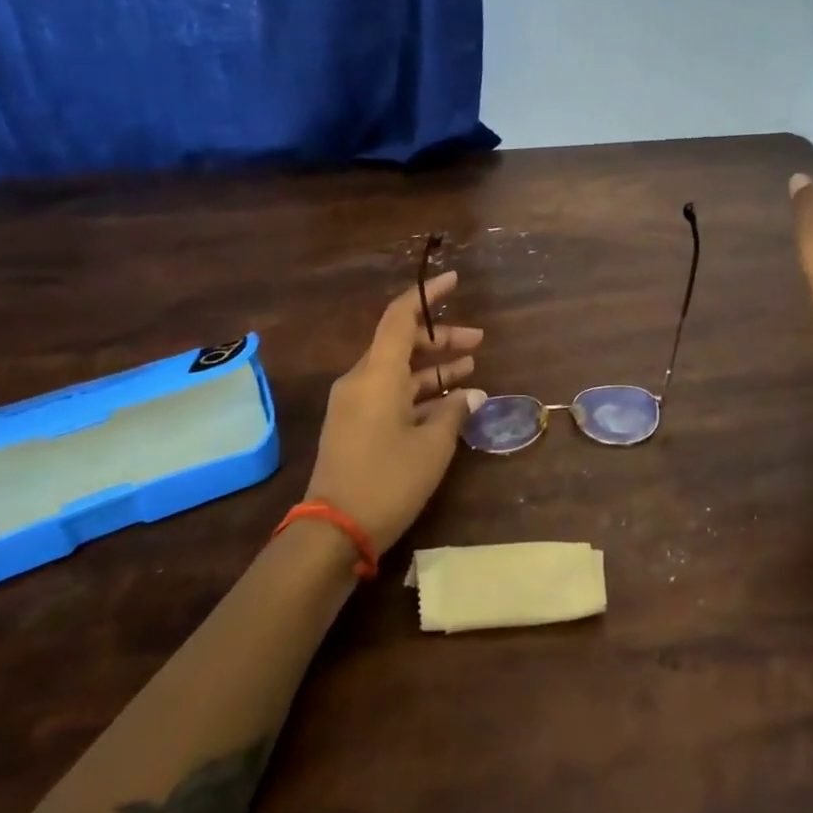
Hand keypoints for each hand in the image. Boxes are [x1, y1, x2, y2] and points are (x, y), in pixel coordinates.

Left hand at [303, 271, 487, 554]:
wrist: (333, 531)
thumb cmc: (387, 480)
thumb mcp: (433, 446)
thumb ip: (455, 411)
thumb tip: (473, 393)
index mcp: (377, 374)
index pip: (400, 317)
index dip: (427, 295)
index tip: (454, 280)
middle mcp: (361, 380)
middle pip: (402, 343)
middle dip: (441, 339)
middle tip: (478, 342)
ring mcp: (354, 403)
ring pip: (398, 370)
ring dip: (433, 367)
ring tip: (470, 368)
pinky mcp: (353, 425)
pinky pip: (389, 393)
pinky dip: (418, 391)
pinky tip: (448, 402)